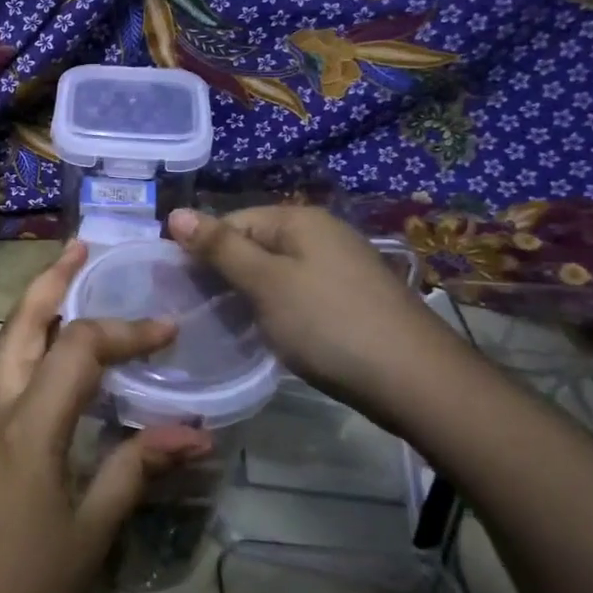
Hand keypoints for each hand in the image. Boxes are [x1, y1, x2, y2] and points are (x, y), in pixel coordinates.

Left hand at [0, 240, 210, 592]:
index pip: (79, 348)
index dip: (126, 330)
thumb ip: (136, 469)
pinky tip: (54, 354)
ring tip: (69, 282)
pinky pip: (5, 372)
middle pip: (21, 323)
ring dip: (37, 307)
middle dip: (53, 281)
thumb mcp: (93, 530)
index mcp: (29, 424)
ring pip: (7, 344)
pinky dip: (31, 344)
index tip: (169, 329)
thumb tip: (192, 432)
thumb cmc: (26, 586)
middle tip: (83, 248)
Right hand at [167, 205, 457, 405]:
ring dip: (249, 295)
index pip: (230, 221)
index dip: (201, 251)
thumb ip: (219, 248)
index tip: (179, 289)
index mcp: (299, 220)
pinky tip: (270, 333)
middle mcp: (321, 233)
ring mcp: (340, 266)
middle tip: (199, 311)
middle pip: (253, 244)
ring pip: (275, 272)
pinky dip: (277, 309)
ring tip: (228, 325)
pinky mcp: (351, 298)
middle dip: (224, 274)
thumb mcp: (265, 283)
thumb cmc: (329, 324)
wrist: (416, 381)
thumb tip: (175, 212)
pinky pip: (298, 292)